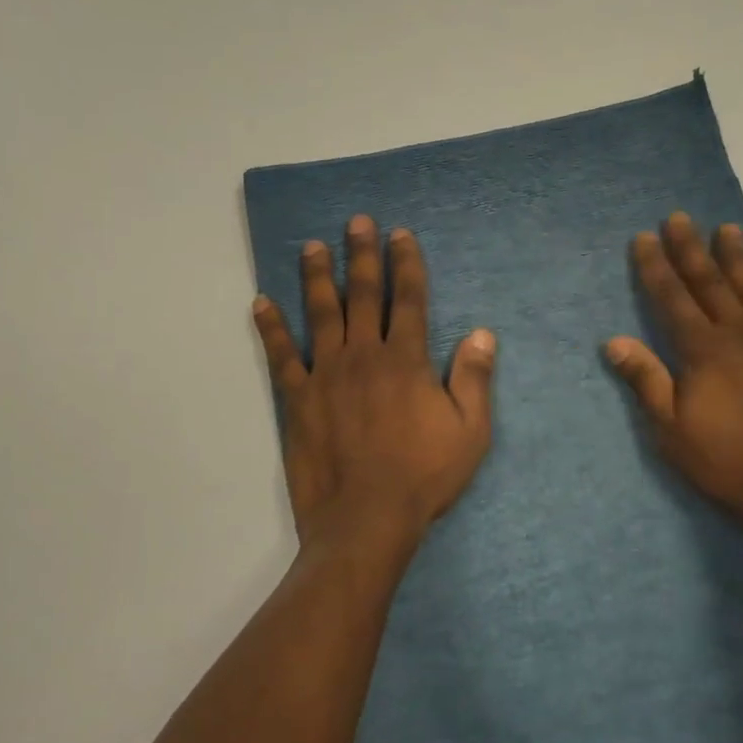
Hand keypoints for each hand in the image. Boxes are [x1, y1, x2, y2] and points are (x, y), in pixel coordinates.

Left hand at [253, 215, 495, 558]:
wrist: (366, 520)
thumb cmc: (424, 477)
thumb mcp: (470, 432)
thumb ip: (474, 379)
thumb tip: (482, 333)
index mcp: (406, 360)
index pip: (408, 299)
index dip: (406, 264)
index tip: (400, 235)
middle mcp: (364, 355)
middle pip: (362, 295)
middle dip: (361, 255)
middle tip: (357, 222)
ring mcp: (326, 375)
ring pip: (320, 314)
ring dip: (316, 277)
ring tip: (311, 246)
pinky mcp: (297, 400)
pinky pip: (281, 356)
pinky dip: (270, 328)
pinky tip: (261, 303)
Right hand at [606, 212, 742, 548]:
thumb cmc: (725, 459)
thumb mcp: (670, 428)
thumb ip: (646, 379)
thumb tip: (613, 340)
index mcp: (702, 350)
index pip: (671, 297)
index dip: (655, 266)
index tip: (643, 238)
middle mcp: (738, 334)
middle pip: (709, 282)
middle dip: (690, 248)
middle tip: (678, 217)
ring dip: (737, 256)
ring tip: (727, 228)